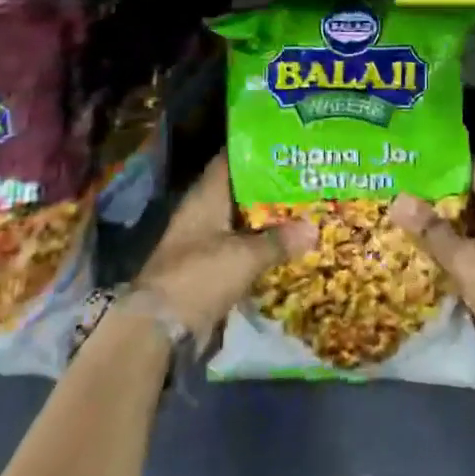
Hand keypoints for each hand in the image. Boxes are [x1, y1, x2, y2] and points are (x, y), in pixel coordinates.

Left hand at [135, 153, 316, 338]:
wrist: (160, 328)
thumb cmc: (200, 276)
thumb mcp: (245, 256)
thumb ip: (279, 240)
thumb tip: (314, 227)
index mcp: (206, 195)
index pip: (231, 159)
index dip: (258, 151)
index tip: (287, 147)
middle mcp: (204, 211)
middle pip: (241, 191)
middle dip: (271, 187)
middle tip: (306, 180)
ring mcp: (204, 240)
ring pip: (242, 221)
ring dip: (268, 219)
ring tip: (304, 210)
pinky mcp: (208, 267)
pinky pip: (240, 248)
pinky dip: (260, 246)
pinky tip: (287, 246)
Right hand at [389, 161, 474, 403]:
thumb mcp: (465, 258)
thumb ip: (432, 230)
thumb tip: (398, 198)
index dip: (448, 163)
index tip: (416, 161)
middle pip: (470, 200)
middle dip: (438, 197)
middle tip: (401, 190)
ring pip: (469, 231)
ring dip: (442, 228)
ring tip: (404, 219)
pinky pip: (471, 257)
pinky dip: (450, 254)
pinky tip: (422, 256)